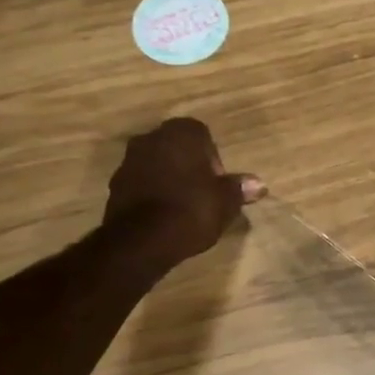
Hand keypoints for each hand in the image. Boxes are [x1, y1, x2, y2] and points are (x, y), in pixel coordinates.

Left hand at [102, 117, 264, 263]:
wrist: (143, 240)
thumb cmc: (192, 210)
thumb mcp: (225, 202)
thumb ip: (239, 189)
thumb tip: (258, 184)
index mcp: (180, 134)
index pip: (201, 134)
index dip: (213, 158)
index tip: (218, 182)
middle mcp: (151, 138)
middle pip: (177, 147)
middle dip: (190, 166)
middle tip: (205, 193)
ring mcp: (129, 160)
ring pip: (158, 163)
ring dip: (170, 178)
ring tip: (185, 206)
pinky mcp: (116, 185)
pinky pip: (142, 182)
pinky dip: (154, 193)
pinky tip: (165, 215)